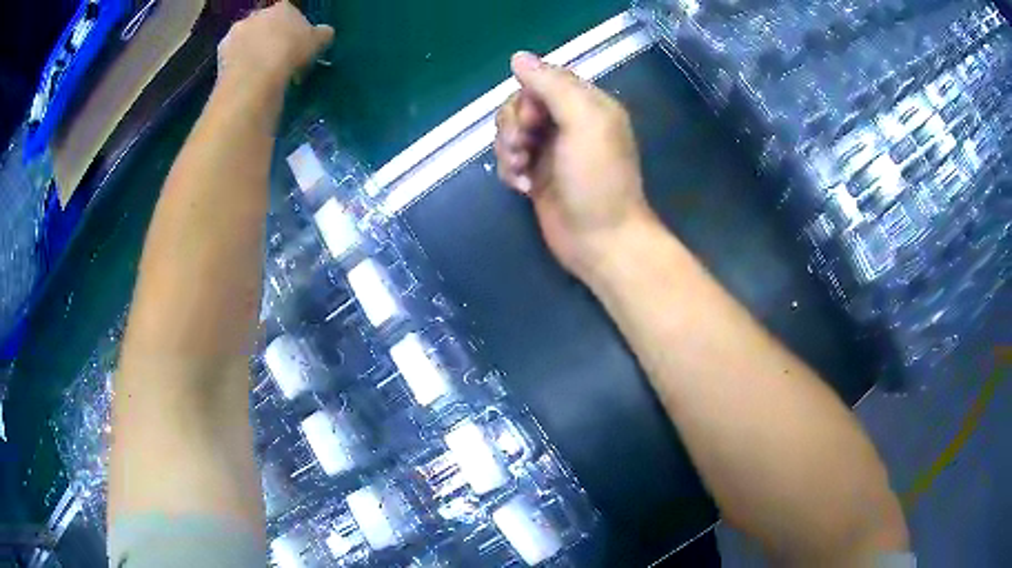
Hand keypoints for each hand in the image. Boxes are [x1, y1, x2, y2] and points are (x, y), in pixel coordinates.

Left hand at [217, 1, 333, 93]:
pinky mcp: (219, 56)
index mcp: (282, 7)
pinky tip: (247, 81)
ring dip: (252, 53)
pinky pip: (233, 60)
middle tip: (278, 60)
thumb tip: (324, 33)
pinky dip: (239, 68)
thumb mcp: (318, 42)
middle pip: (264, 26)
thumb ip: (321, 34)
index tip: (297, 46)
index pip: (289, 13)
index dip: (293, 30)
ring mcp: (234, 34)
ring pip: (246, 42)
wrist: (254, 76)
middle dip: (269, 39)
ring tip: (261, 74)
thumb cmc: (291, 52)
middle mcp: (255, 15)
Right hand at [495, 52, 656, 280]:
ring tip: (520, 171)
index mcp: (587, 104)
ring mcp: (551, 149)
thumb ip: (553, 85)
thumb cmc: (598, 180)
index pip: (542, 80)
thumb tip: (518, 57)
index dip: (527, 98)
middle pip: (520, 104)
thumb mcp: (584, 122)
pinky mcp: (537, 174)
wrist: (599, 241)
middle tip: (523, 148)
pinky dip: (508, 169)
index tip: (533, 121)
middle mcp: (568, 122)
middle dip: (513, 125)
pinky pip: (508, 157)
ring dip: (507, 148)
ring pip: (510, 130)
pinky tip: (521, 187)